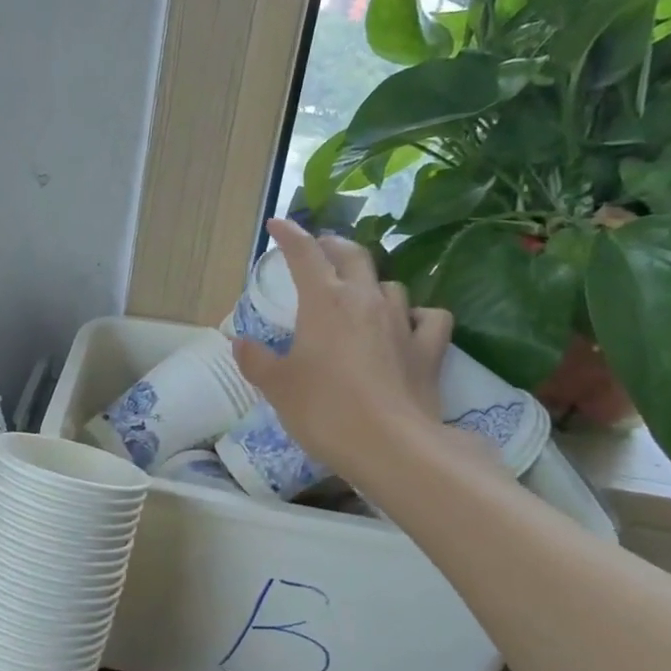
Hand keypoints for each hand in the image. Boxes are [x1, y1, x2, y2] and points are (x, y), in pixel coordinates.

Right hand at [233, 218, 458, 476]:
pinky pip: (429, 318)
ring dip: (372, 284)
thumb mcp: (277, 387)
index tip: (277, 225)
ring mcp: (402, 322)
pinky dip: (418, 316)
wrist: (390, 445)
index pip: (305, 254)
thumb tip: (240, 343)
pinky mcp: (429, 350)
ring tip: (361, 296)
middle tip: (320, 250)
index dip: (290, 235)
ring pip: (390, 285)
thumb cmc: (323, 409)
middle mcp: (366, 300)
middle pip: (353, 256)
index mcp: (325, 302)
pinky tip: (409, 326)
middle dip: (333, 246)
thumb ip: (256, 360)